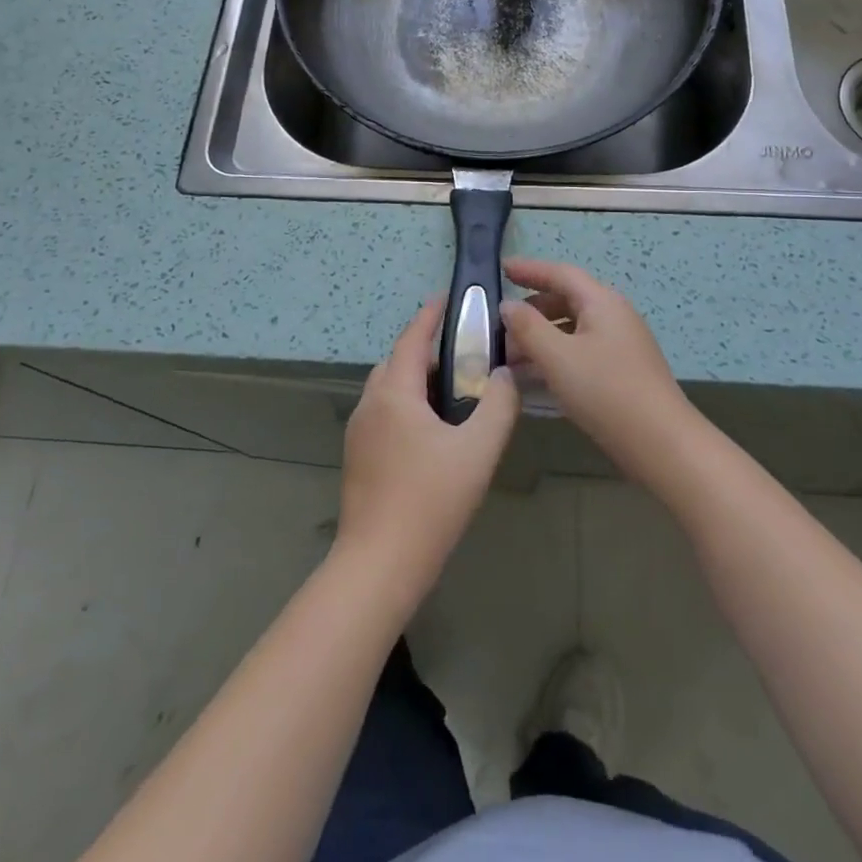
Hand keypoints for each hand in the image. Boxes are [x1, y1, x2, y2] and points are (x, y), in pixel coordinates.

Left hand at [336, 299, 519, 603]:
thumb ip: (498, 406)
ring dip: (415, 379)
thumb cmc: (430, 501)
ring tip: (453, 390)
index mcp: (393, 394)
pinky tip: (432, 429)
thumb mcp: (478, 451)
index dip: (430, 315)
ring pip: (388, 390)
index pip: (411, 339)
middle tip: (462, 353)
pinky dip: (406, 404)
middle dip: (425, 350)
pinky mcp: (358, 457)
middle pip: (396, 362)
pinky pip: (384, 413)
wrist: (379, 565)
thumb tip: (503, 375)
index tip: (448, 297)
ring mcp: (359, 433)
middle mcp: (370, 405)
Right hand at [500, 258, 702, 486]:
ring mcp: (621, 344)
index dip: (529, 269)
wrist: (661, 443)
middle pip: (567, 299)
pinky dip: (556, 355)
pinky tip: (536, 376)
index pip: (560, 274)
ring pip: (573, 328)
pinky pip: (581, 350)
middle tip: (500, 323)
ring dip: (541, 336)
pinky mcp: (622, 370)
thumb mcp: (557, 357)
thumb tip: (508, 305)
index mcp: (602, 302)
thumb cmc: (606, 391)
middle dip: (532, 309)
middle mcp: (614, 315)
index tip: (501, 268)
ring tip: (510, 355)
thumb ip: (528, 327)